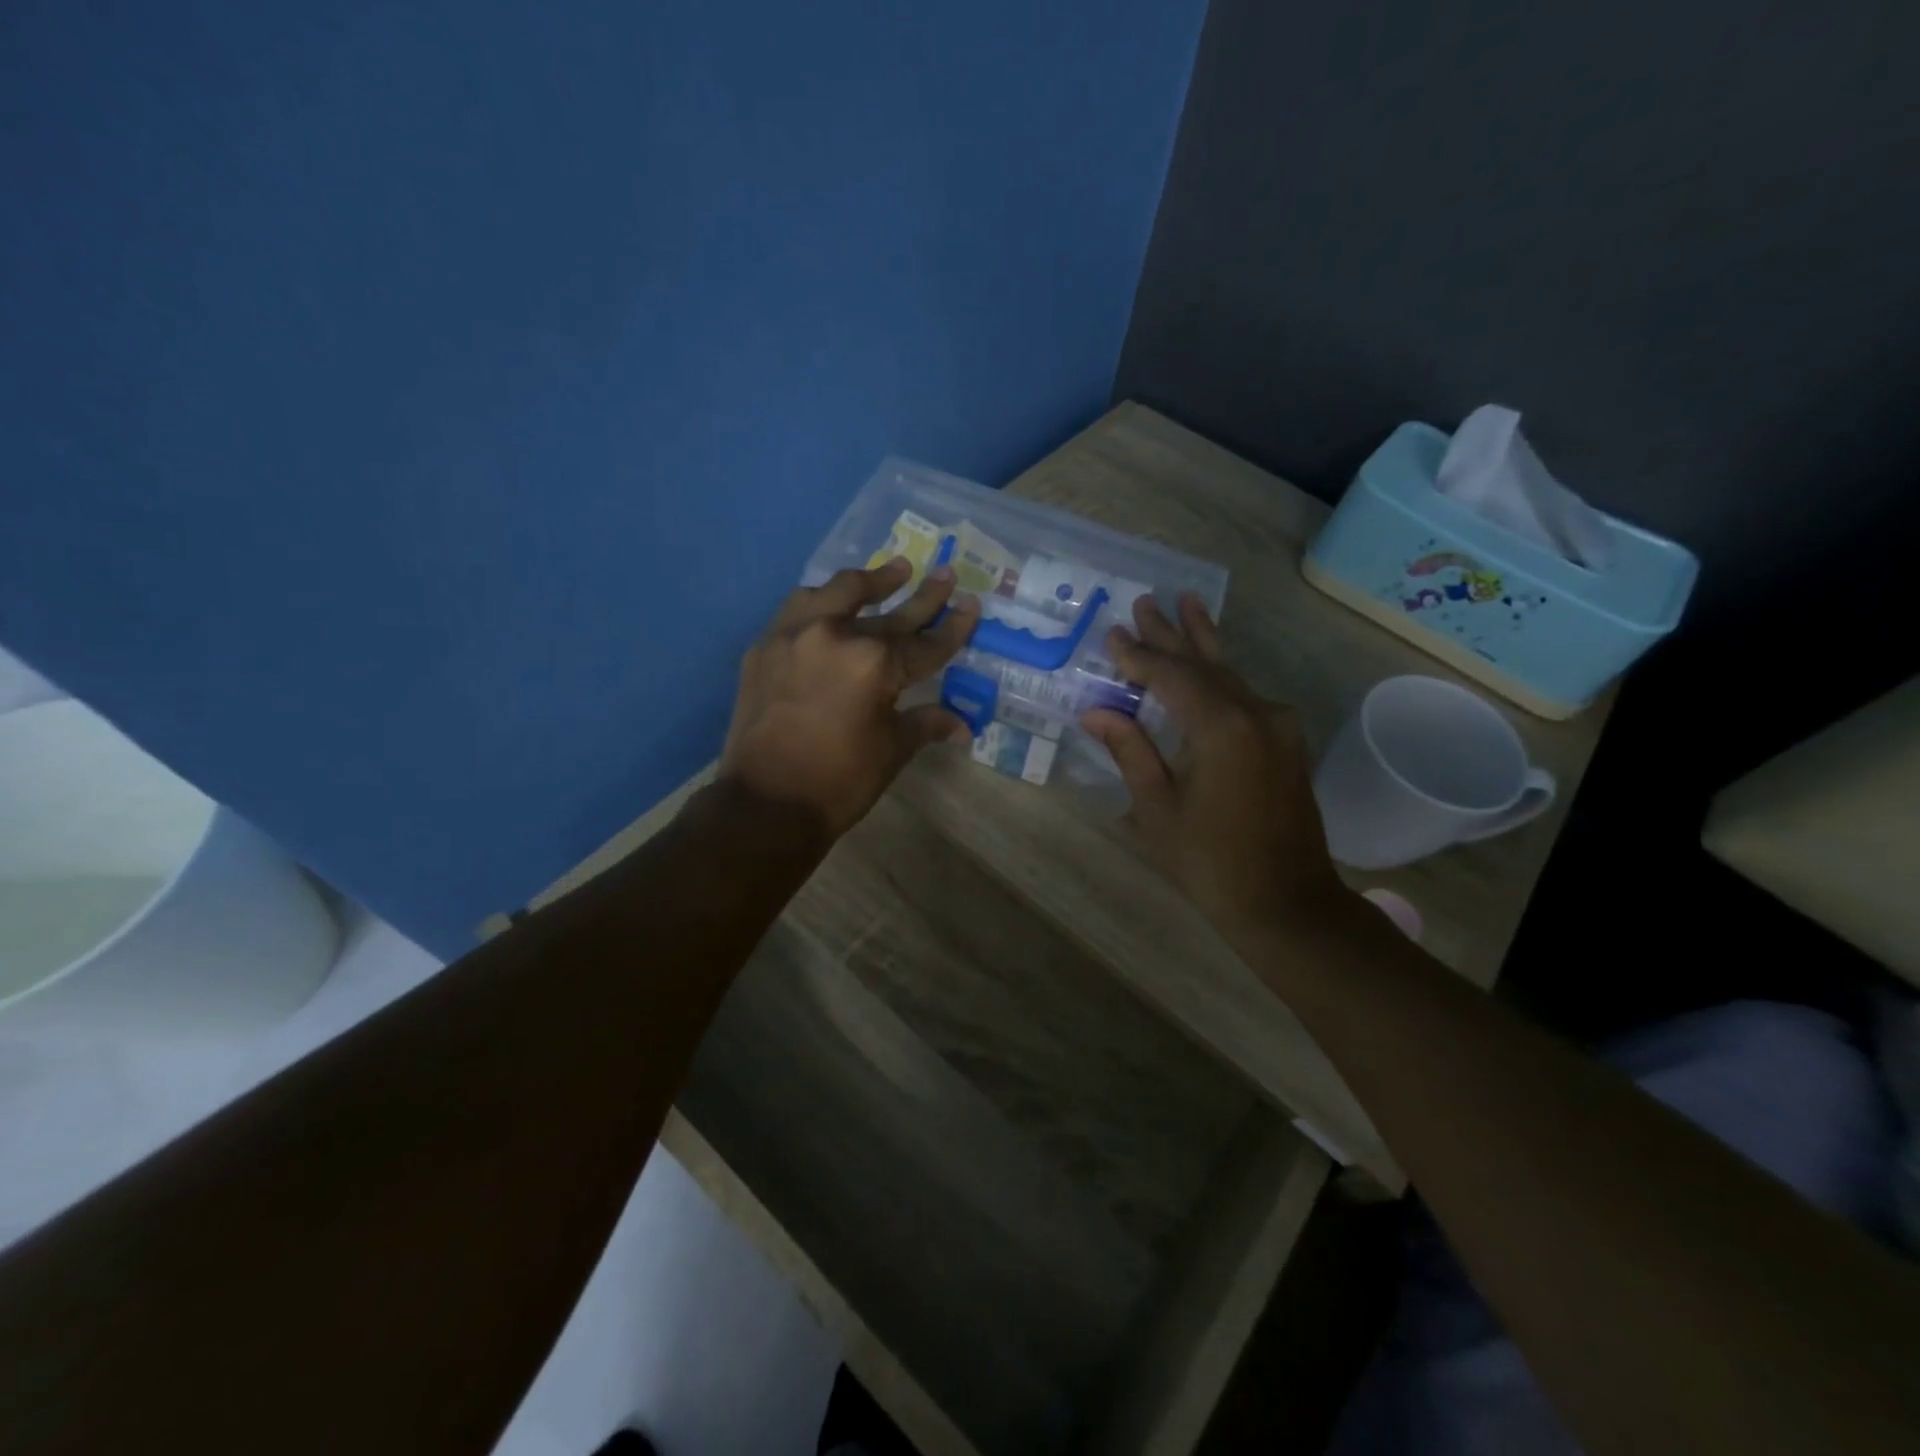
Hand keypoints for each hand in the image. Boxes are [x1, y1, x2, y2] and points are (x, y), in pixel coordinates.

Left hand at [720, 557, 980, 837]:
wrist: (765, 805)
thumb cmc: (840, 782)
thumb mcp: (892, 750)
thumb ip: (926, 723)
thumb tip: (962, 726)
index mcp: (874, 663)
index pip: (925, 644)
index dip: (952, 628)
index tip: (970, 604)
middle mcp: (835, 635)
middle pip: (889, 612)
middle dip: (922, 596)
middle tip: (944, 574)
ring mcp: (794, 635)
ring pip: (837, 592)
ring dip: (868, 582)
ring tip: (892, 570)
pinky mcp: (765, 647)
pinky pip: (799, 610)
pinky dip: (822, 603)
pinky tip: (834, 605)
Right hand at [1081, 594, 1348, 935]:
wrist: (1287, 903)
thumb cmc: (1210, 861)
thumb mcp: (1157, 808)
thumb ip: (1130, 751)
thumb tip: (1096, 713)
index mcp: (1220, 727)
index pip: (1171, 676)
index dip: (1138, 656)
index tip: (1112, 635)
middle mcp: (1255, 713)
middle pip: (1204, 663)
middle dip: (1171, 633)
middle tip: (1146, 601)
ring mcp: (1277, 726)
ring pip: (1231, 673)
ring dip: (1203, 642)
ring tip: (1187, 603)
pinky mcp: (1285, 742)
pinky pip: (1246, 695)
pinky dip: (1220, 675)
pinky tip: (1210, 665)